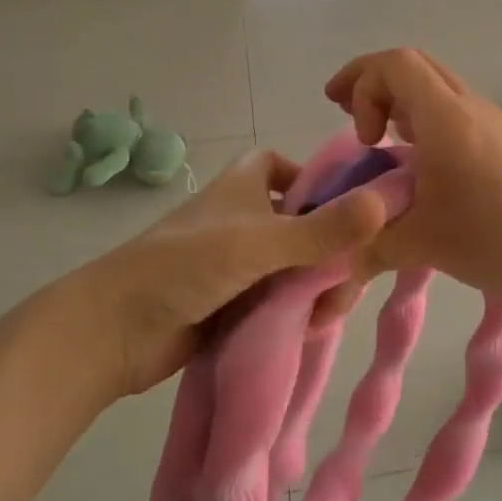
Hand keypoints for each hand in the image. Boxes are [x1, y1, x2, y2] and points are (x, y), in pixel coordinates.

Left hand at [70, 150, 387, 398]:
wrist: (115, 331)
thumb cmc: (186, 265)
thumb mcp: (260, 242)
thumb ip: (323, 228)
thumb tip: (386, 203)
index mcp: (246, 186)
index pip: (291, 169)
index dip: (321, 184)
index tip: (352, 212)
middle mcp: (245, 218)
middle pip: (304, 223)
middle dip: (331, 250)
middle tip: (350, 278)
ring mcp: (239, 263)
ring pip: (295, 266)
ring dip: (316, 286)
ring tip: (328, 313)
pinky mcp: (234, 302)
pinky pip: (279, 299)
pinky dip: (297, 311)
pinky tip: (312, 329)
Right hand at [324, 49, 501, 313]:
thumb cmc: (495, 239)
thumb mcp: (420, 244)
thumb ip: (370, 246)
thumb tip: (340, 263)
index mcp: (445, 117)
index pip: (394, 64)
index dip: (361, 85)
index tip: (360, 139)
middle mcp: (469, 106)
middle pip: (413, 63)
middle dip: (371, 81)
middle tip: (343, 111)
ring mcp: (491, 120)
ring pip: (435, 84)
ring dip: (399, 99)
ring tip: (376, 136)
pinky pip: (453, 107)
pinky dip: (422, 116)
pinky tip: (417, 159)